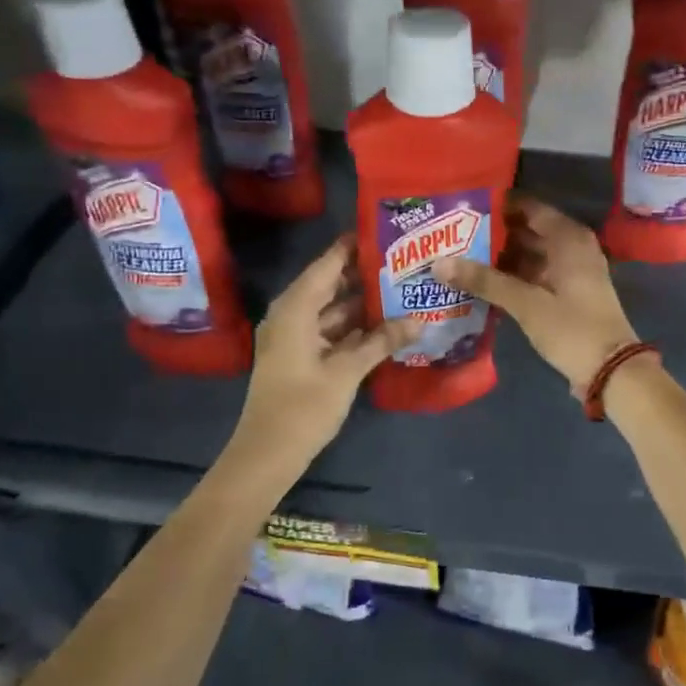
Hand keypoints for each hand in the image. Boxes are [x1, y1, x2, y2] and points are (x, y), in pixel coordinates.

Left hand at [234, 235, 417, 463]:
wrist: (267, 455)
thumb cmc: (302, 408)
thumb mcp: (346, 372)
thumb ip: (382, 341)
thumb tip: (418, 319)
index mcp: (294, 309)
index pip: (327, 265)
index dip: (352, 247)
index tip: (383, 231)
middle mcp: (292, 316)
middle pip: (330, 285)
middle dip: (363, 274)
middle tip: (402, 260)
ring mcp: (296, 338)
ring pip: (333, 310)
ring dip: (362, 303)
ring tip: (401, 288)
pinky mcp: (302, 357)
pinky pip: (331, 331)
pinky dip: (355, 327)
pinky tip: (385, 324)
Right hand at [435, 195, 641, 396]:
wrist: (612, 371)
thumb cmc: (572, 328)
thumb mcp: (526, 303)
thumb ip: (484, 280)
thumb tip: (439, 263)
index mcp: (568, 238)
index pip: (528, 207)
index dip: (497, 205)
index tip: (462, 205)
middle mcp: (571, 247)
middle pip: (527, 230)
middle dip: (492, 232)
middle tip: (451, 232)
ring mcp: (570, 271)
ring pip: (529, 254)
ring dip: (499, 257)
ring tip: (457, 254)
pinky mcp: (566, 294)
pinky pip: (533, 274)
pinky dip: (511, 276)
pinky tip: (479, 282)